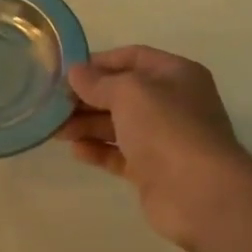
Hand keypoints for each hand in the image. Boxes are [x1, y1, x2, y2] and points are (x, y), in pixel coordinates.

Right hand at [54, 45, 251, 251]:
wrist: (199, 193)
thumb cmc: (167, 128)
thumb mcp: (130, 92)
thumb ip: (99, 82)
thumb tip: (76, 73)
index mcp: (176, 74)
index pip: (133, 58)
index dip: (99, 62)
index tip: (65, 72)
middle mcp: (172, 103)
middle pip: (122, 94)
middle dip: (87, 98)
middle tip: (52, 104)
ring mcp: (164, 139)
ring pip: (118, 125)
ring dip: (87, 125)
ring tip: (54, 130)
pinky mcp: (153, 171)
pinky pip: (120, 155)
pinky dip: (98, 151)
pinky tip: (76, 151)